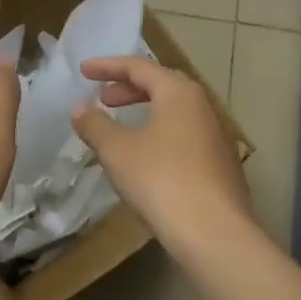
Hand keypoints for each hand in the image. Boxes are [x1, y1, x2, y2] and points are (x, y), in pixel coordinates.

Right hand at [72, 56, 253, 254]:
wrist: (214, 232)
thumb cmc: (161, 180)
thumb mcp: (117, 151)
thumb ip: (94, 125)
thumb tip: (79, 108)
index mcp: (178, 93)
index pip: (139, 67)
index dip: (108, 66)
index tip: (83, 71)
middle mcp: (202, 106)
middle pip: (162, 85)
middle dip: (129, 88)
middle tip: (103, 98)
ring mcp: (217, 136)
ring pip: (175, 112)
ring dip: (146, 111)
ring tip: (122, 126)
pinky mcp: (221, 164)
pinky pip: (184, 135)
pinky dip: (160, 133)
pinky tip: (146, 156)